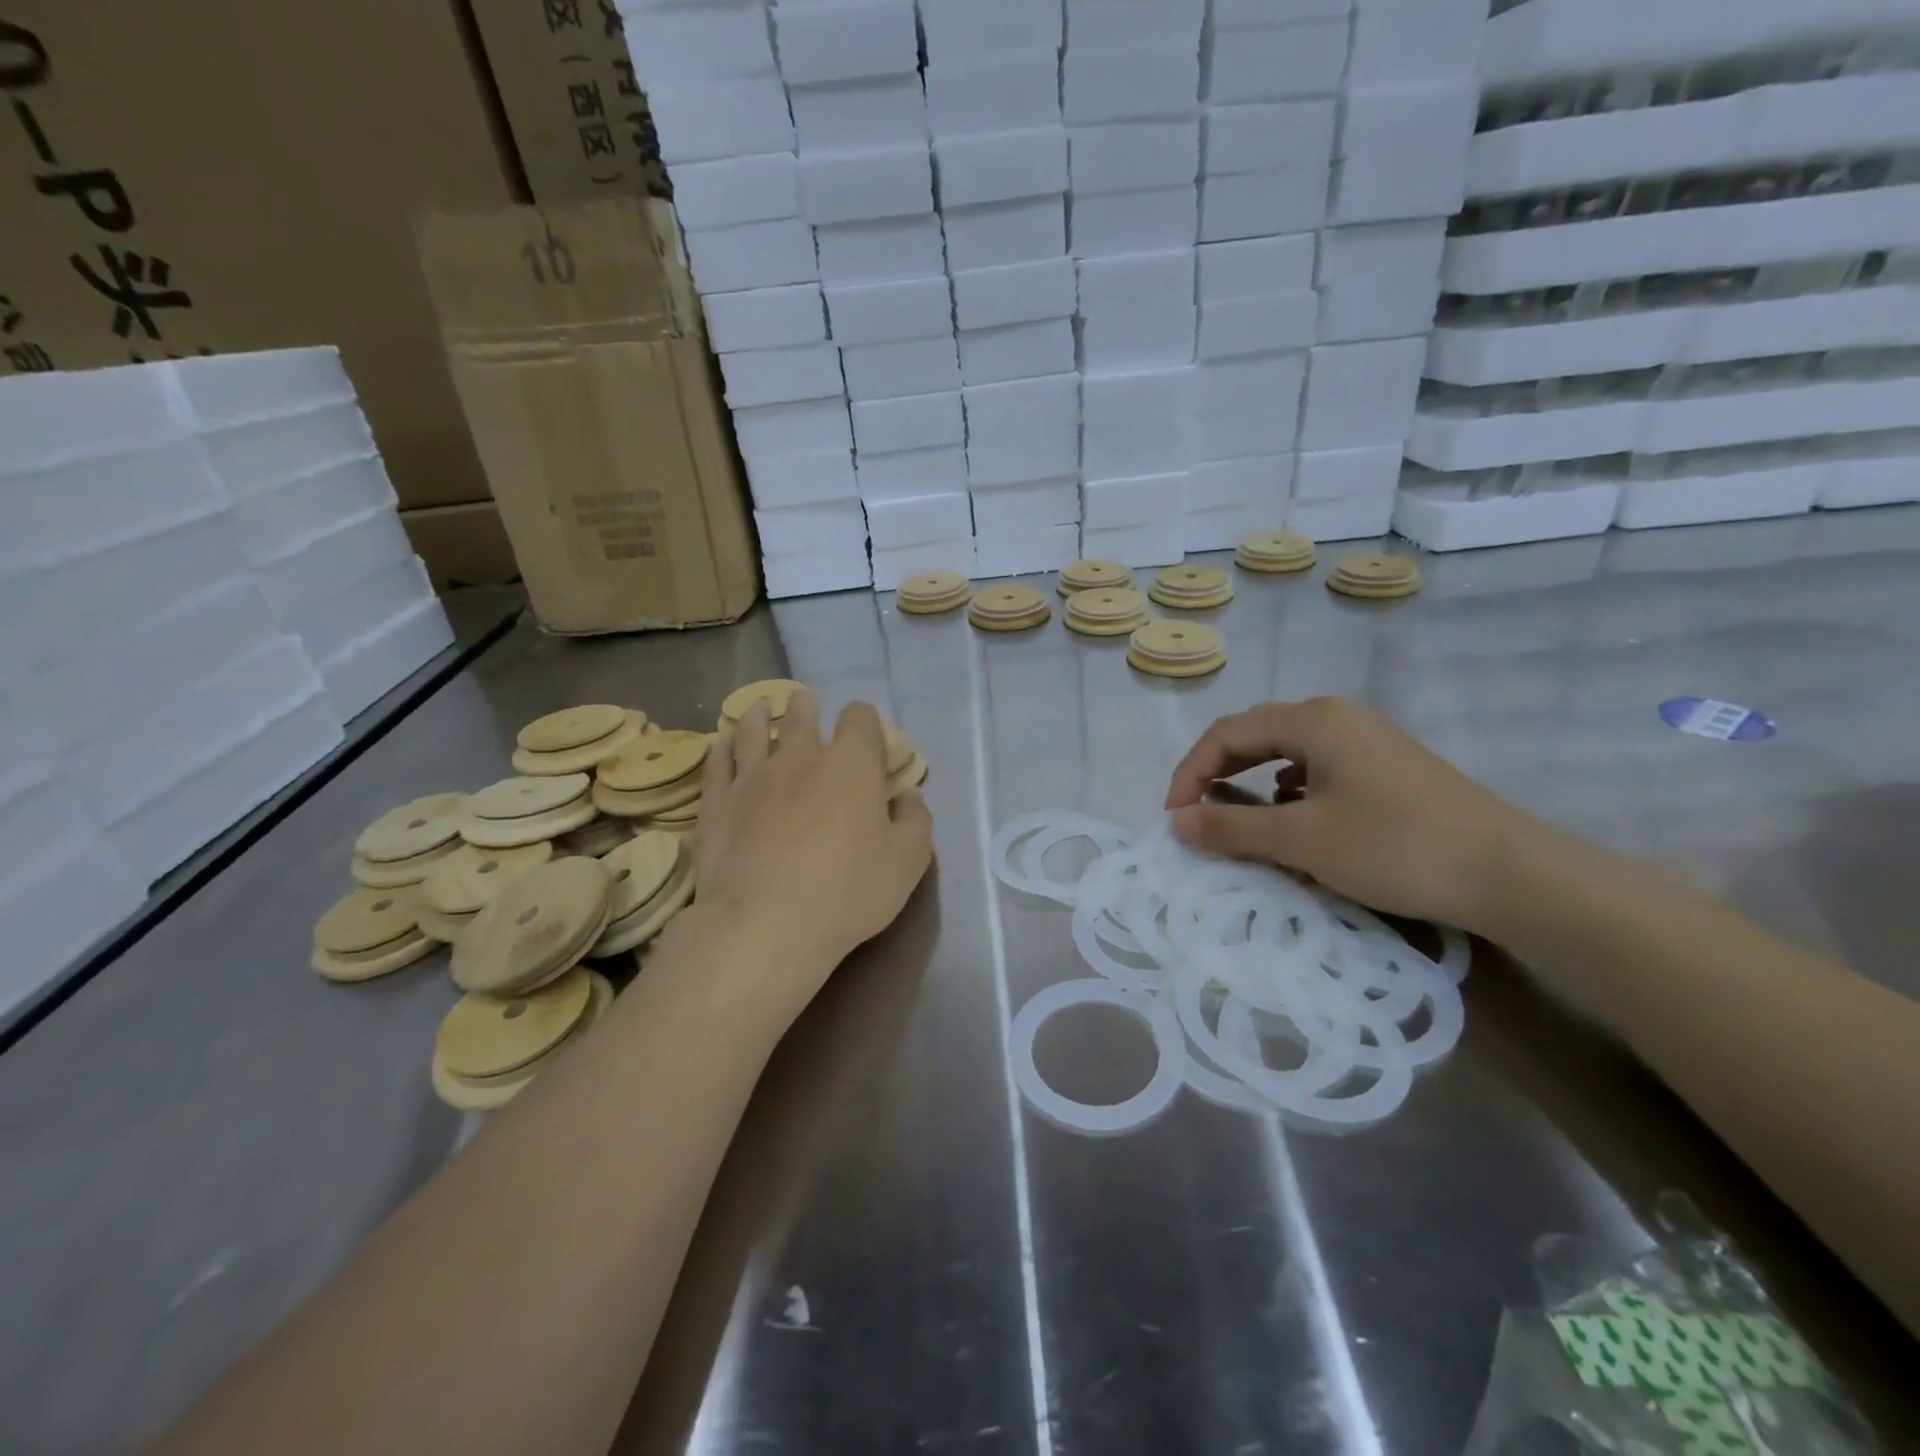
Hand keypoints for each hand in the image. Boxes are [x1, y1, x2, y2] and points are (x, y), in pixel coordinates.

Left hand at [688, 691, 932, 1019]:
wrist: (766, 923)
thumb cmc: (849, 891)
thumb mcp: (908, 861)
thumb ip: (915, 820)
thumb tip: (908, 796)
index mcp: (852, 764)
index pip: (860, 718)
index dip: (866, 723)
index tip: (868, 742)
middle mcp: (801, 756)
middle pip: (803, 715)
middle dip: (808, 708)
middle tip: (806, 705)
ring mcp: (753, 776)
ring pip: (754, 730)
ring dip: (761, 717)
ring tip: (761, 709)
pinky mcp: (718, 801)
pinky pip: (719, 761)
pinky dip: (723, 748)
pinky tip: (723, 744)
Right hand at [1165, 697, 1535, 931]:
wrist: (1511, 874)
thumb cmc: (1395, 847)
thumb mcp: (1302, 841)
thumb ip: (1231, 828)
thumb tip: (1175, 821)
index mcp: (1313, 720)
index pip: (1226, 734)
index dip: (1190, 773)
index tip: (1174, 818)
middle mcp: (1337, 718)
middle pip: (1254, 736)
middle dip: (1216, 775)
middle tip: (1195, 816)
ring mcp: (1367, 741)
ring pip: (1287, 754)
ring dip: (1251, 784)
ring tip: (1239, 820)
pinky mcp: (1387, 769)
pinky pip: (1318, 770)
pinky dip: (1289, 793)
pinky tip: (1295, 820)